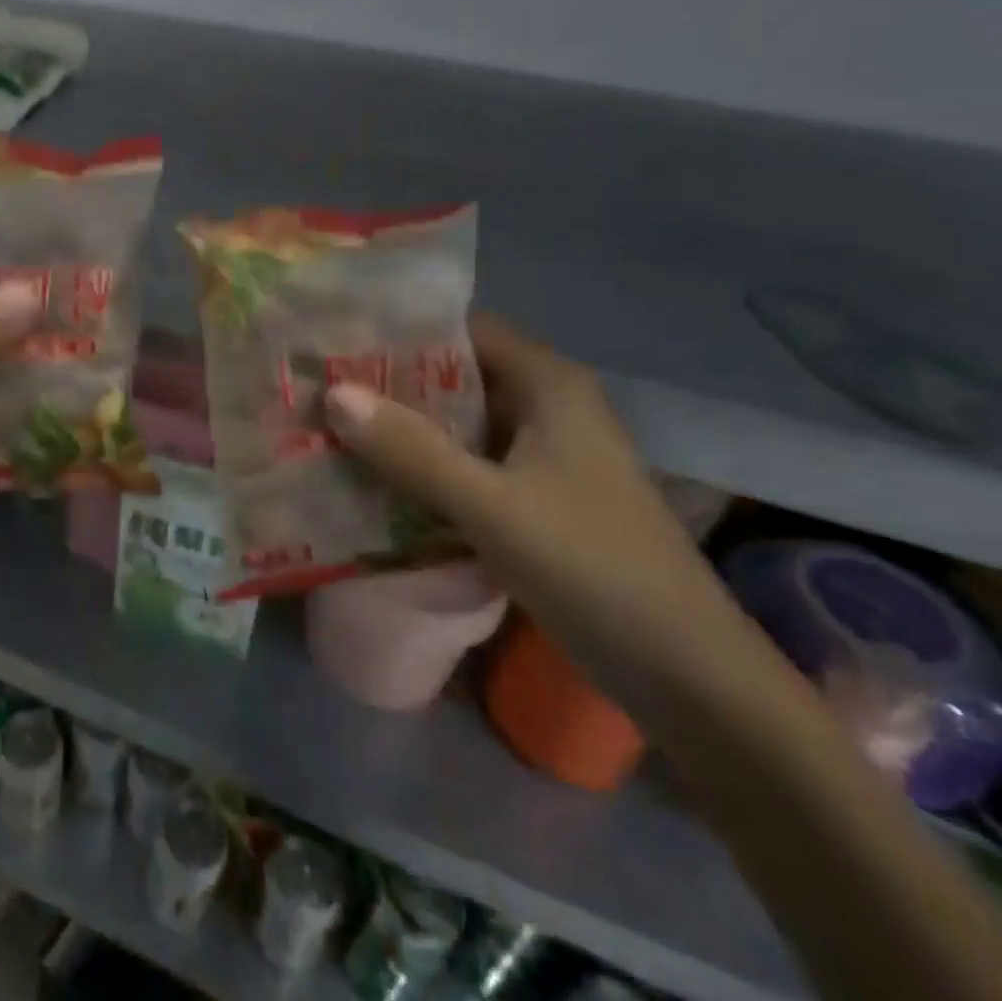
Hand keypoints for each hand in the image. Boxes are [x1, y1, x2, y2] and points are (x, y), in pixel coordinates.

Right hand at [325, 313, 742, 703]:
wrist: (685, 672)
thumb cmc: (592, 567)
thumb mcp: (490, 505)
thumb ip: (410, 449)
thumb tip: (331, 393)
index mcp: (547, 383)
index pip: (459, 329)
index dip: (397, 330)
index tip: (335, 340)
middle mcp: (545, 404)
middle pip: (453, 374)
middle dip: (387, 381)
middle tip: (317, 385)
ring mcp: (542, 452)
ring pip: (456, 421)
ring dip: (400, 426)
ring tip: (328, 425)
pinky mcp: (535, 494)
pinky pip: (465, 461)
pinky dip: (422, 464)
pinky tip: (372, 476)